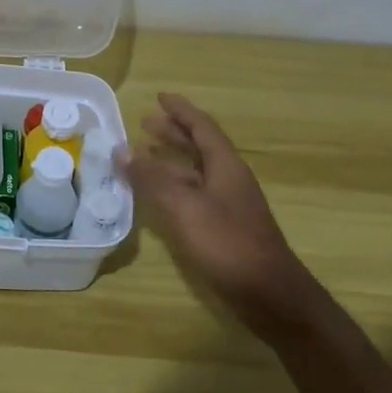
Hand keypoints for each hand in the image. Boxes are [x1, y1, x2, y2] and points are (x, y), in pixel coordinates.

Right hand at [119, 93, 320, 338]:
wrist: (269, 295)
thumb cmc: (227, 243)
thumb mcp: (183, 206)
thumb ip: (151, 178)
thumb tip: (122, 149)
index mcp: (225, 166)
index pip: (202, 127)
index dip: (181, 110)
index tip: (160, 96)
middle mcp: (229, 179)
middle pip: (200, 146)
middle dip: (174, 132)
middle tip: (145, 123)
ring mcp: (228, 204)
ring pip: (196, 171)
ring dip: (171, 159)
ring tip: (144, 154)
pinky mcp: (224, 227)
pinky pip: (194, 193)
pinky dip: (173, 185)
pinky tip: (157, 195)